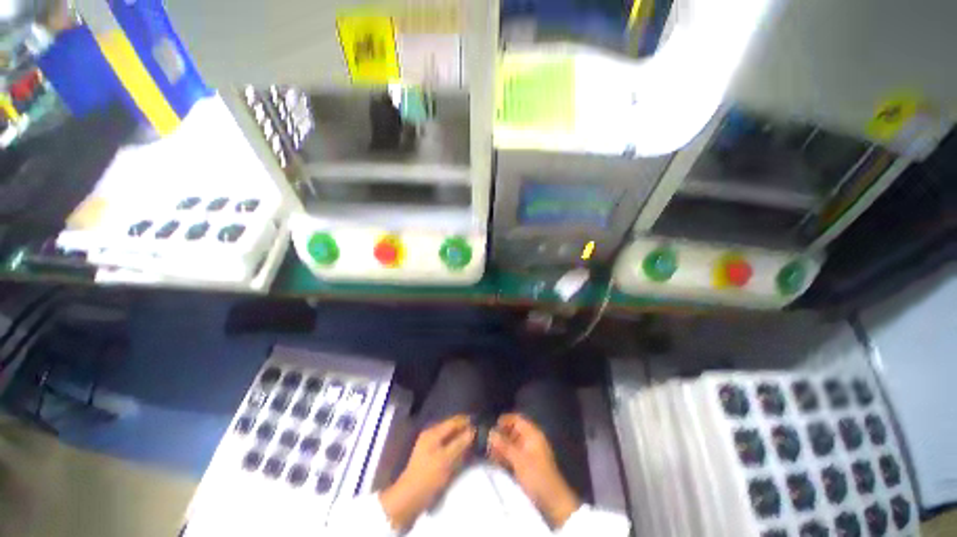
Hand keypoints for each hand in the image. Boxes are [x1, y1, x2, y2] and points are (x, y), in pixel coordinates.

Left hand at [380, 415, 473, 528]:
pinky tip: (463, 450)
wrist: (409, 499)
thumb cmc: (428, 477)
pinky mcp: (431, 455)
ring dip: (461, 437)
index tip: (480, 423)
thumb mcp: (446, 460)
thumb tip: (473, 430)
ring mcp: (430, 445)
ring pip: (450, 436)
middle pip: (451, 427)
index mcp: (433, 432)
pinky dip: (455, 445)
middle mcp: (431, 434)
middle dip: (464, 429)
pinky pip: (446, 444)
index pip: (454, 421)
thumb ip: (460, 443)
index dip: (467, 421)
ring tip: (473, 441)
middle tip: (479, 432)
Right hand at [489, 414, 580, 527]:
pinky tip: (497, 461)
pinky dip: (506, 455)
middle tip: (488, 442)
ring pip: (513, 443)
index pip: (517, 419)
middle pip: (514, 431)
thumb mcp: (518, 459)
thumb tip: (490, 432)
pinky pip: (515, 453)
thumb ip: (504, 445)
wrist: (552, 500)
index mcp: (532, 434)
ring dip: (502, 446)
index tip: (491, 426)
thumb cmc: (536, 475)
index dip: (504, 421)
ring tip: (490, 453)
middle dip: (501, 435)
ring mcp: (531, 452)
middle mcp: (532, 439)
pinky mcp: (529, 464)